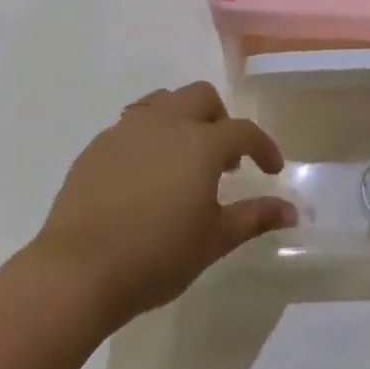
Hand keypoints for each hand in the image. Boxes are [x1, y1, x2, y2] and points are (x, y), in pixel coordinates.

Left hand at [33, 82, 296, 328]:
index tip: (272, 170)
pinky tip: (144, 175)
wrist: (77, 271)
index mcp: (201, 143)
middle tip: (224, 159)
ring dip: (182, 119)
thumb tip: (292, 211)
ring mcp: (126, 130)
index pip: (243, 131)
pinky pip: (131, 125)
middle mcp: (166, 123)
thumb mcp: (214, 240)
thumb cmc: (157, 255)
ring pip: (163, 101)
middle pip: (201, 97)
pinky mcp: (96, 147)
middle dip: (220, 119)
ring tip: (182, 158)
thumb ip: (255, 217)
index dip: (263, 147)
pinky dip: (149, 137)